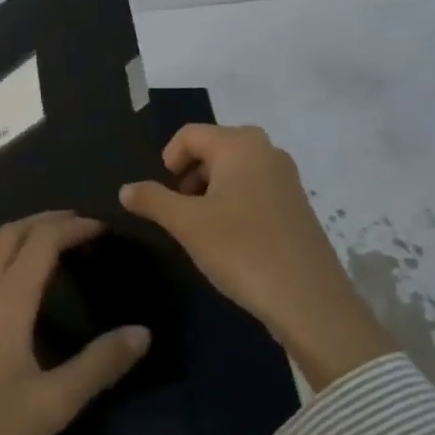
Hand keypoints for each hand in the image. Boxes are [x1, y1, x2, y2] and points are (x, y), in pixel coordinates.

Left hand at [0, 212, 149, 434]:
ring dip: (26, 235)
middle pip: (12, 234)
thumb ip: (99, 365)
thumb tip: (141, 332)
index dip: (73, 228)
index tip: (105, 228)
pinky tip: (27, 284)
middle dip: (47, 220)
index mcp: (7, 302)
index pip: (41, 242)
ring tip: (60, 244)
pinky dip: (11, 256)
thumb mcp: (53, 404)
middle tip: (84, 226)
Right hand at [119, 124, 394, 390]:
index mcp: (240, 145)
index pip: (189, 134)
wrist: (309, 300)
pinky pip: (254, 191)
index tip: (162, 197)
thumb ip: (152, 200)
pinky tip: (230, 241)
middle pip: (212, 149)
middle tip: (179, 213)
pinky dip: (233, 205)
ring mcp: (286, 179)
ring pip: (233, 172)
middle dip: (188, 177)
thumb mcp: (186, 224)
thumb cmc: (241, 249)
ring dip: (209, 193)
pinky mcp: (296, 206)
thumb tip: (126, 189)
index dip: (167, 161)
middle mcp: (267, 151)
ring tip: (201, 230)